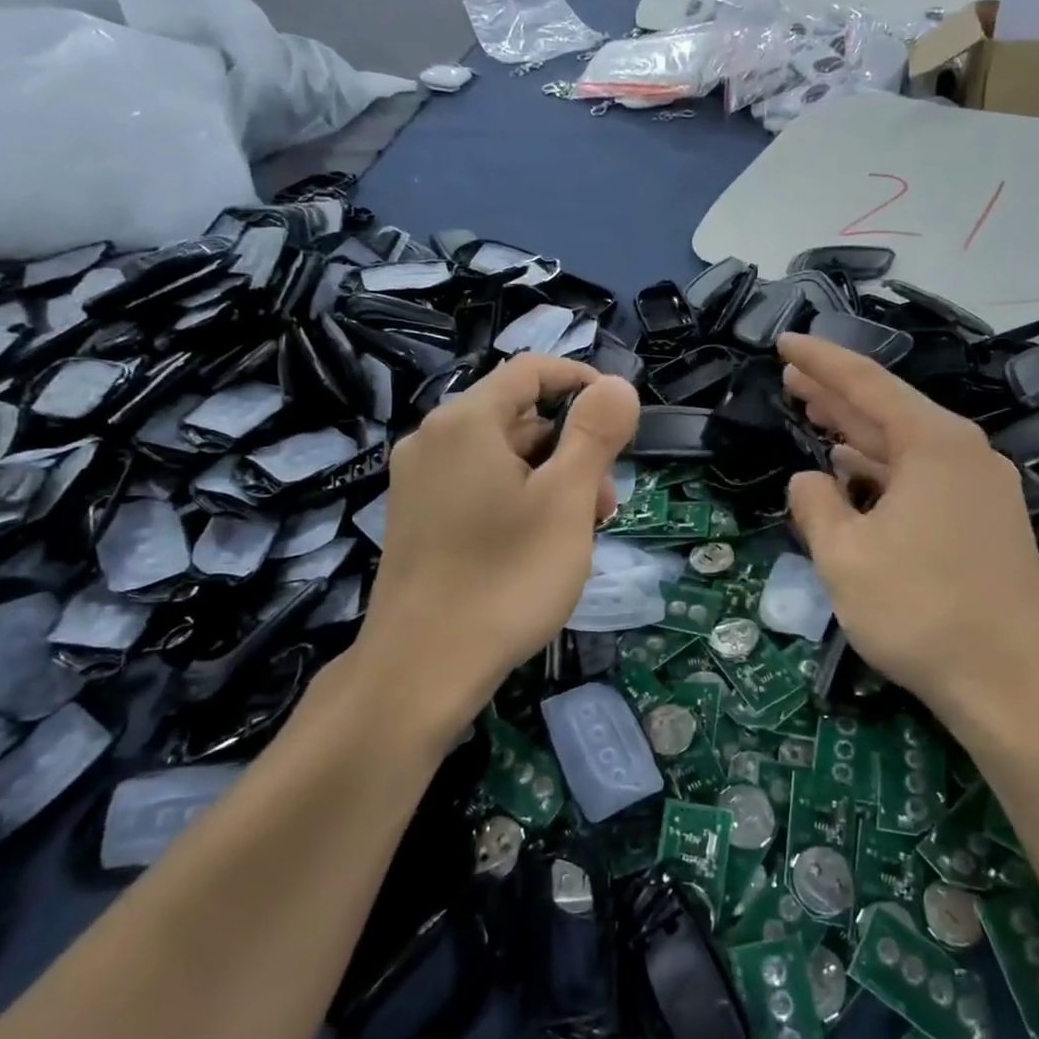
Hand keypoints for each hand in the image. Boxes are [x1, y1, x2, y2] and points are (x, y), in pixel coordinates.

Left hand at [354, 357, 639, 745]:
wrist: (422, 668)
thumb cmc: (506, 578)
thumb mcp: (567, 501)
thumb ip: (595, 434)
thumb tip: (616, 385)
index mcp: (466, 421)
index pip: (532, 370)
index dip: (582, 383)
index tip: (621, 421)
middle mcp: (433, 439)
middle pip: (519, 418)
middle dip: (572, 450)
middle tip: (604, 507)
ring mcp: (418, 482)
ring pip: (502, 458)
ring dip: (550, 482)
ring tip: (575, 537)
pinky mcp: (417, 519)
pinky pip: (478, 488)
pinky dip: (517, 502)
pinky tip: (536, 549)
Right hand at [779, 333, 1038, 741]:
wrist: (1013, 685)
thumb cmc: (921, 612)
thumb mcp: (845, 557)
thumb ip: (816, 506)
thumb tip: (810, 480)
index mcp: (934, 444)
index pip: (866, 384)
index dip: (820, 361)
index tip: (784, 340)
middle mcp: (965, 453)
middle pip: (889, 409)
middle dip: (836, 393)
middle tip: (791, 376)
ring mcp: (982, 489)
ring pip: (906, 446)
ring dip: (858, 433)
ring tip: (815, 415)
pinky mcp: (986, 523)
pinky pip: (924, 478)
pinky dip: (884, 470)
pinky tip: (857, 473)